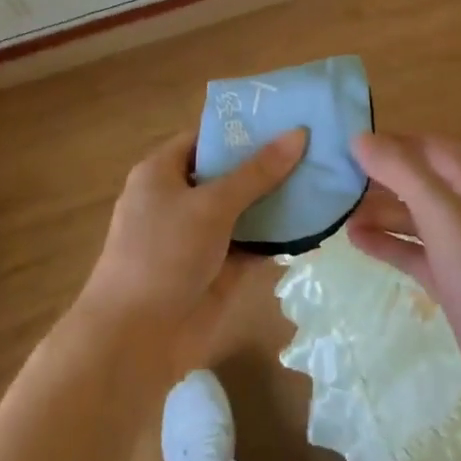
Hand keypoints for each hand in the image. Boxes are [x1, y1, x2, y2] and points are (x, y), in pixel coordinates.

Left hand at [71, 127, 305, 383]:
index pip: (207, 137)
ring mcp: (199, 236)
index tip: (286, 117)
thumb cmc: (163, 254)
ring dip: (277, 200)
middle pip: (229, 172)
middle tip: (317, 146)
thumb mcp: (211, 205)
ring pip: (244, 209)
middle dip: (268, 163)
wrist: (134, 342)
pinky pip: (251, 243)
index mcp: (162, 172)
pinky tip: (314, 224)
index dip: (243, 127)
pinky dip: (277, 236)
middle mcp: (179, 199)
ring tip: (325, 178)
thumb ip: (257, 172)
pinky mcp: (216, 270)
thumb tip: (298, 133)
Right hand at [347, 133, 460, 393]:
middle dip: (379, 179)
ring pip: (416, 215)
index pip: (425, 145)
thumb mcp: (441, 212)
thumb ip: (400, 170)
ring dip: (380, 212)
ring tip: (337, 212)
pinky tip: (356, 240)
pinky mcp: (457, 276)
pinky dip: (390, 242)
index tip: (343, 145)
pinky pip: (417, 248)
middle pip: (419, 179)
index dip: (387, 143)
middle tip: (333, 180)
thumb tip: (359, 137)